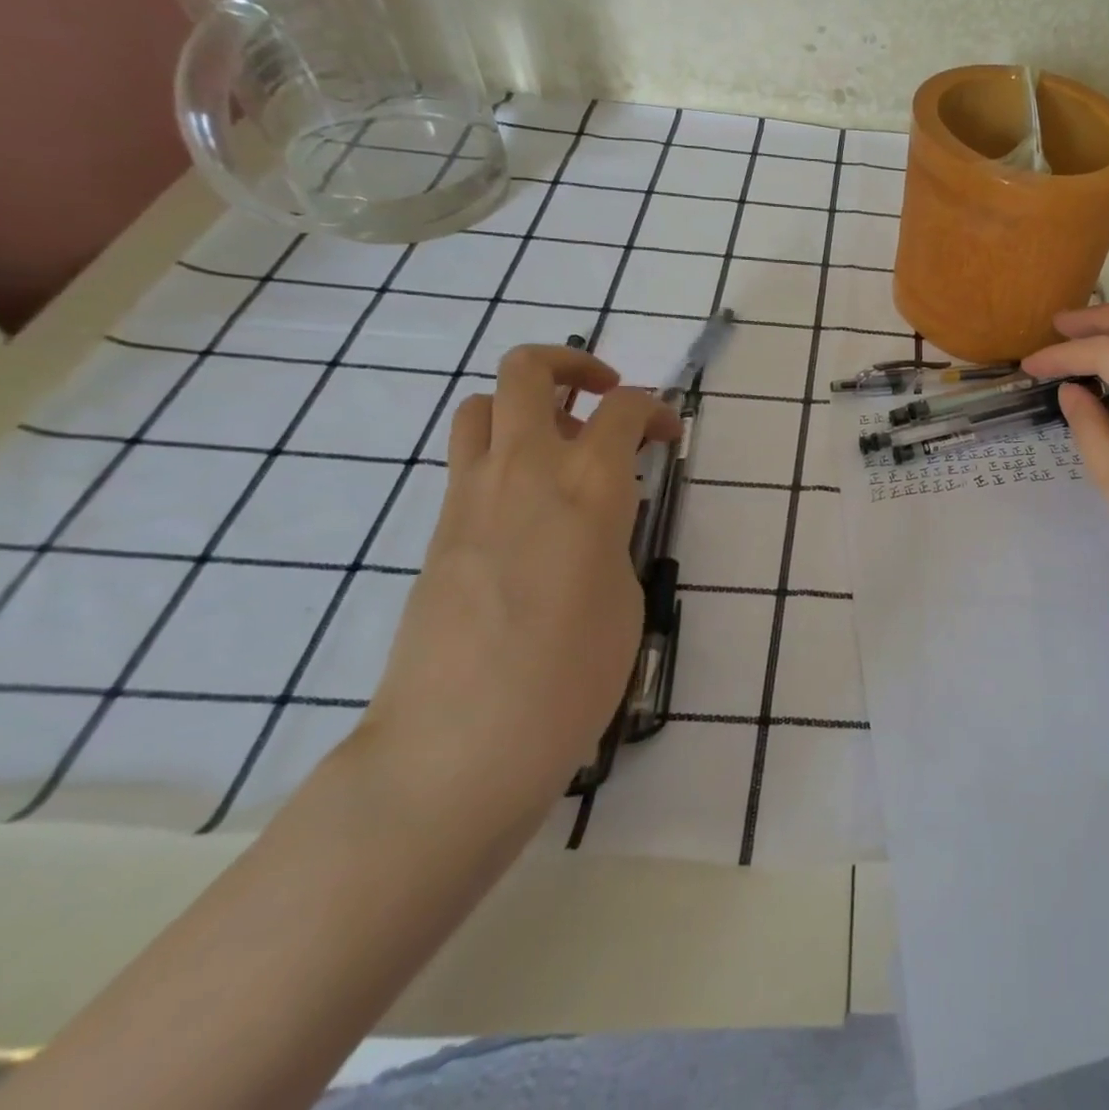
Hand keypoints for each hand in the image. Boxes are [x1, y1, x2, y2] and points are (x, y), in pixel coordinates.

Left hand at [356, 344, 680, 827]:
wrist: (459, 745)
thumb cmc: (571, 676)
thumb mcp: (624, 595)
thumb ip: (613, 536)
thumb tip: (597, 519)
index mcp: (588, 486)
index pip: (624, 407)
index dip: (656, 410)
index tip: (670, 438)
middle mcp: (525, 471)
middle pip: (529, 370)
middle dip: (573, 364)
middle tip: (604, 397)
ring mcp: (470, 496)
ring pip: (482, 405)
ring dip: (527, 405)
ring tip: (562, 445)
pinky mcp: (439, 530)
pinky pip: (469, 460)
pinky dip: (503, 454)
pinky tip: (532, 507)